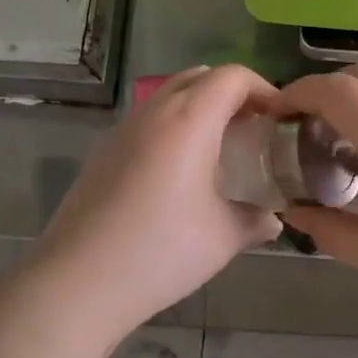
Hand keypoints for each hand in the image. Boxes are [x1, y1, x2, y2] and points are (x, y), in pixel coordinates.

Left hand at [32, 64, 282, 337]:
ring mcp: (123, 130)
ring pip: (168, 97)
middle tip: (253, 129)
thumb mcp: (222, 238)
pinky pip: (147, 121)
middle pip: (199, 77)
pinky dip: (172, 128)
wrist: (78, 280)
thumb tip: (273, 220)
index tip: (279, 117)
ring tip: (219, 150)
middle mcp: (154, 112)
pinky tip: (179, 174)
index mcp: (189, 120)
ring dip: (199, 109)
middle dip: (231, 94)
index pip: (232, 76)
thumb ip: (255, 221)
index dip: (262, 88)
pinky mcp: (103, 152)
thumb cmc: (160, 251)